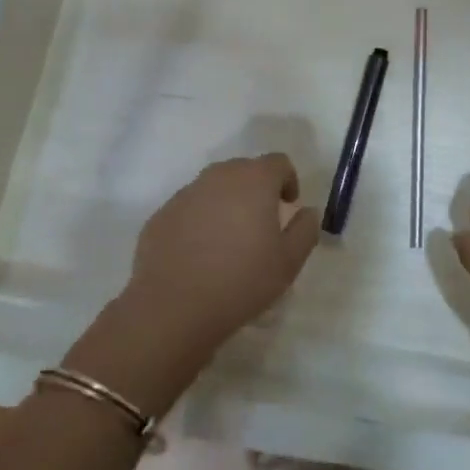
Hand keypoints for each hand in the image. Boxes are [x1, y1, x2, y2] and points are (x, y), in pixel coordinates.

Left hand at [122, 153, 320, 356]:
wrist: (172, 307)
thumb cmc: (240, 281)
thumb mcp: (288, 262)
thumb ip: (305, 230)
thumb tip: (307, 212)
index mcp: (254, 179)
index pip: (278, 162)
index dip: (288, 180)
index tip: (289, 204)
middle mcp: (220, 176)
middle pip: (245, 170)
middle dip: (257, 190)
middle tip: (261, 223)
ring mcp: (187, 193)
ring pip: (215, 188)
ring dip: (227, 203)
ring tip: (229, 240)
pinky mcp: (162, 214)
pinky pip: (190, 208)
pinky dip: (200, 221)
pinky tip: (199, 254)